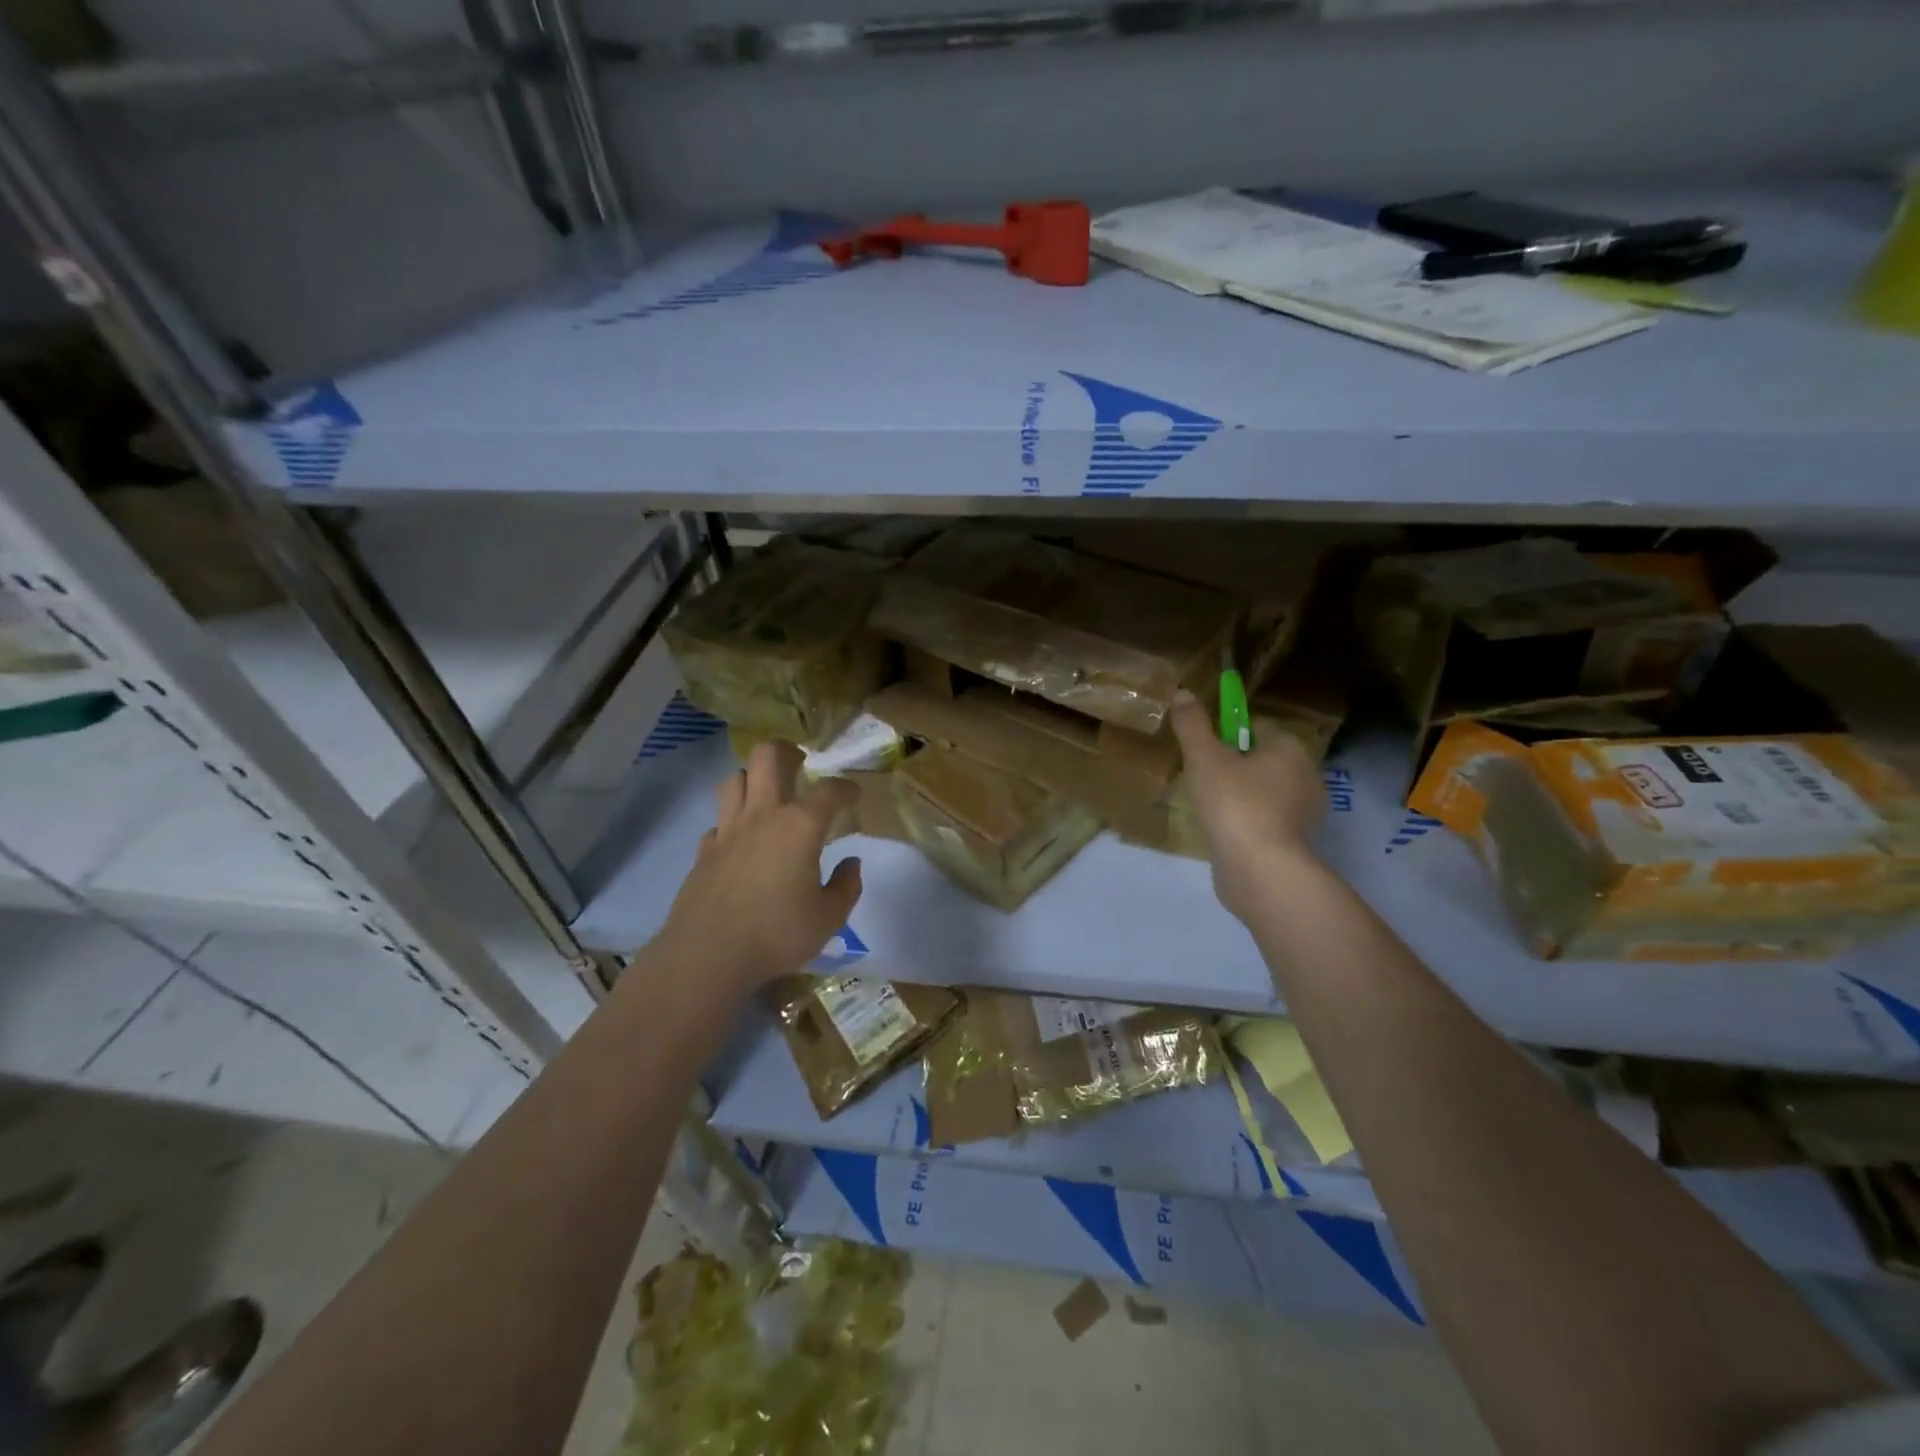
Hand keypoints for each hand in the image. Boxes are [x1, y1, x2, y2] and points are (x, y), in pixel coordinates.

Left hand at [654, 741, 863, 992]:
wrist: (708, 954)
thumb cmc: (777, 934)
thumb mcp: (829, 918)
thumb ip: (846, 886)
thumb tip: (851, 863)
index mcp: (800, 826)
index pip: (830, 790)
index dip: (846, 788)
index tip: (854, 795)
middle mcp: (763, 815)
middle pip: (768, 756)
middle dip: (787, 751)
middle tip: (800, 765)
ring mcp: (728, 829)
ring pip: (735, 778)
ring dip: (753, 778)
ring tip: (767, 794)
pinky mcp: (705, 850)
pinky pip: (718, 820)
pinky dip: (732, 821)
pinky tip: (740, 839)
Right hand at [1171, 690, 1324, 921]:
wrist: (1260, 870)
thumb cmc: (1235, 804)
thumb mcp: (1204, 758)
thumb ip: (1192, 725)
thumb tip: (1183, 692)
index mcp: (1291, 749)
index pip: (1257, 727)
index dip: (1228, 735)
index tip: (1204, 751)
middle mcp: (1307, 776)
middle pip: (1262, 759)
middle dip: (1234, 766)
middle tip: (1202, 779)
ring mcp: (1305, 813)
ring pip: (1264, 791)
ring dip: (1240, 795)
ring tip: (1209, 808)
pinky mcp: (1295, 843)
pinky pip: (1266, 820)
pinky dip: (1247, 822)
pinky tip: (1224, 831)